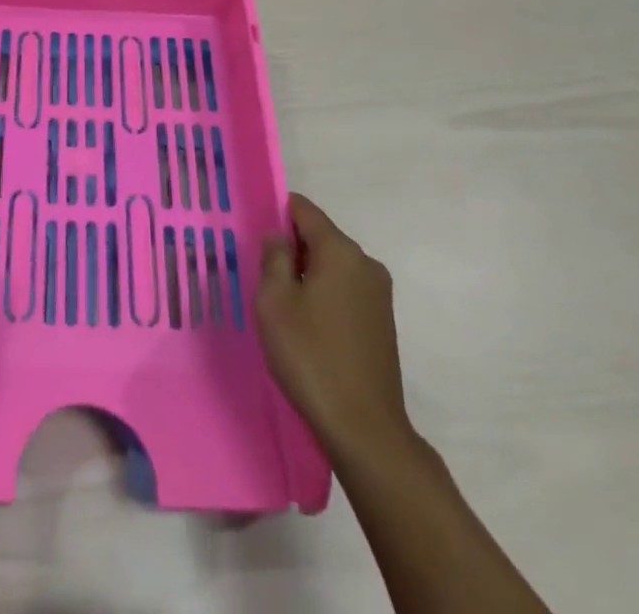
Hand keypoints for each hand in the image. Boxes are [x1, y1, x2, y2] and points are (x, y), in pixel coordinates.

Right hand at [257, 194, 411, 457]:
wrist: (364, 429)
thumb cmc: (311, 356)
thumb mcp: (275, 301)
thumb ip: (274, 258)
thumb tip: (279, 237)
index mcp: (341, 250)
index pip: (304, 210)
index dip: (277, 214)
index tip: (256, 237)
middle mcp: (366, 264)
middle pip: (320, 237)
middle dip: (292, 249)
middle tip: (263, 277)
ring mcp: (379, 295)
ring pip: (333, 266)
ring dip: (308, 276)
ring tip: (283, 307)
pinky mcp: (382, 322)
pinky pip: (345, 291)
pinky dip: (324, 296)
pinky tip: (308, 328)